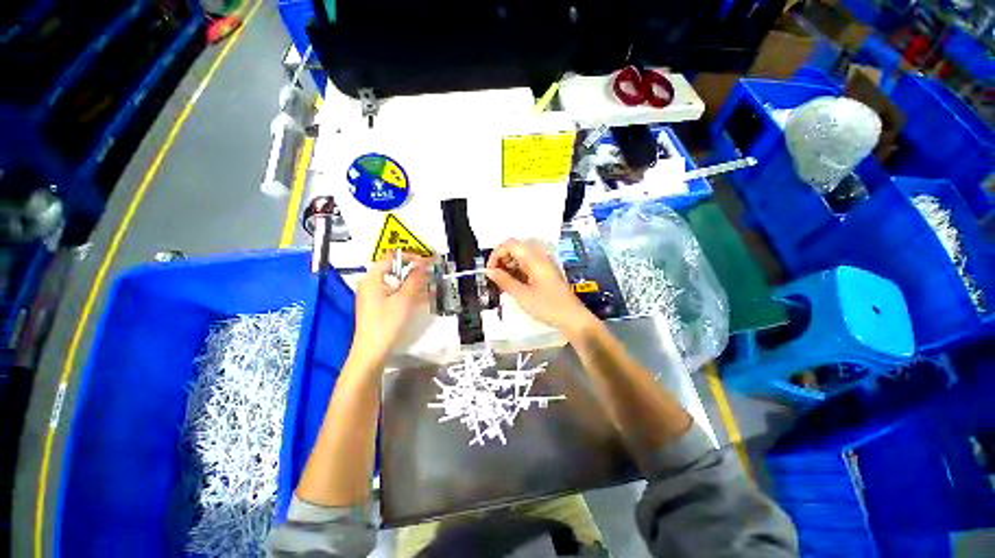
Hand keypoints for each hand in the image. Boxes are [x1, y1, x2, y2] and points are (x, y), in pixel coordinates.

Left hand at [350, 254, 428, 365]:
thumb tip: (424, 262)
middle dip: (414, 271)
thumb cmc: (387, 323)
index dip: (410, 257)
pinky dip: (408, 294)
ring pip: (397, 283)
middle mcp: (371, 284)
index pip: (391, 258)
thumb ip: (415, 279)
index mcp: (373, 278)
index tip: (427, 262)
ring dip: (414, 283)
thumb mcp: (404, 299)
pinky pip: (395, 294)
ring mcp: (373, 296)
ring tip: (431, 286)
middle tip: (431, 274)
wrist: (372, 352)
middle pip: (394, 270)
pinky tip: (423, 298)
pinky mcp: (378, 307)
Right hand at [485, 239, 595, 334]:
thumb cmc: (547, 306)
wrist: (572, 318)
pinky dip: (517, 273)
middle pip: (515, 250)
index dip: (496, 254)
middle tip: (495, 279)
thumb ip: (503, 280)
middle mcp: (539, 257)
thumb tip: (488, 270)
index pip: (510, 244)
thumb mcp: (521, 294)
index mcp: (534, 258)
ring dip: (508, 268)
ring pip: (520, 259)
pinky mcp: (545, 274)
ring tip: (502, 285)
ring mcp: (543, 265)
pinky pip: (527, 267)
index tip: (490, 271)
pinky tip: (513, 287)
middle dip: (501, 261)